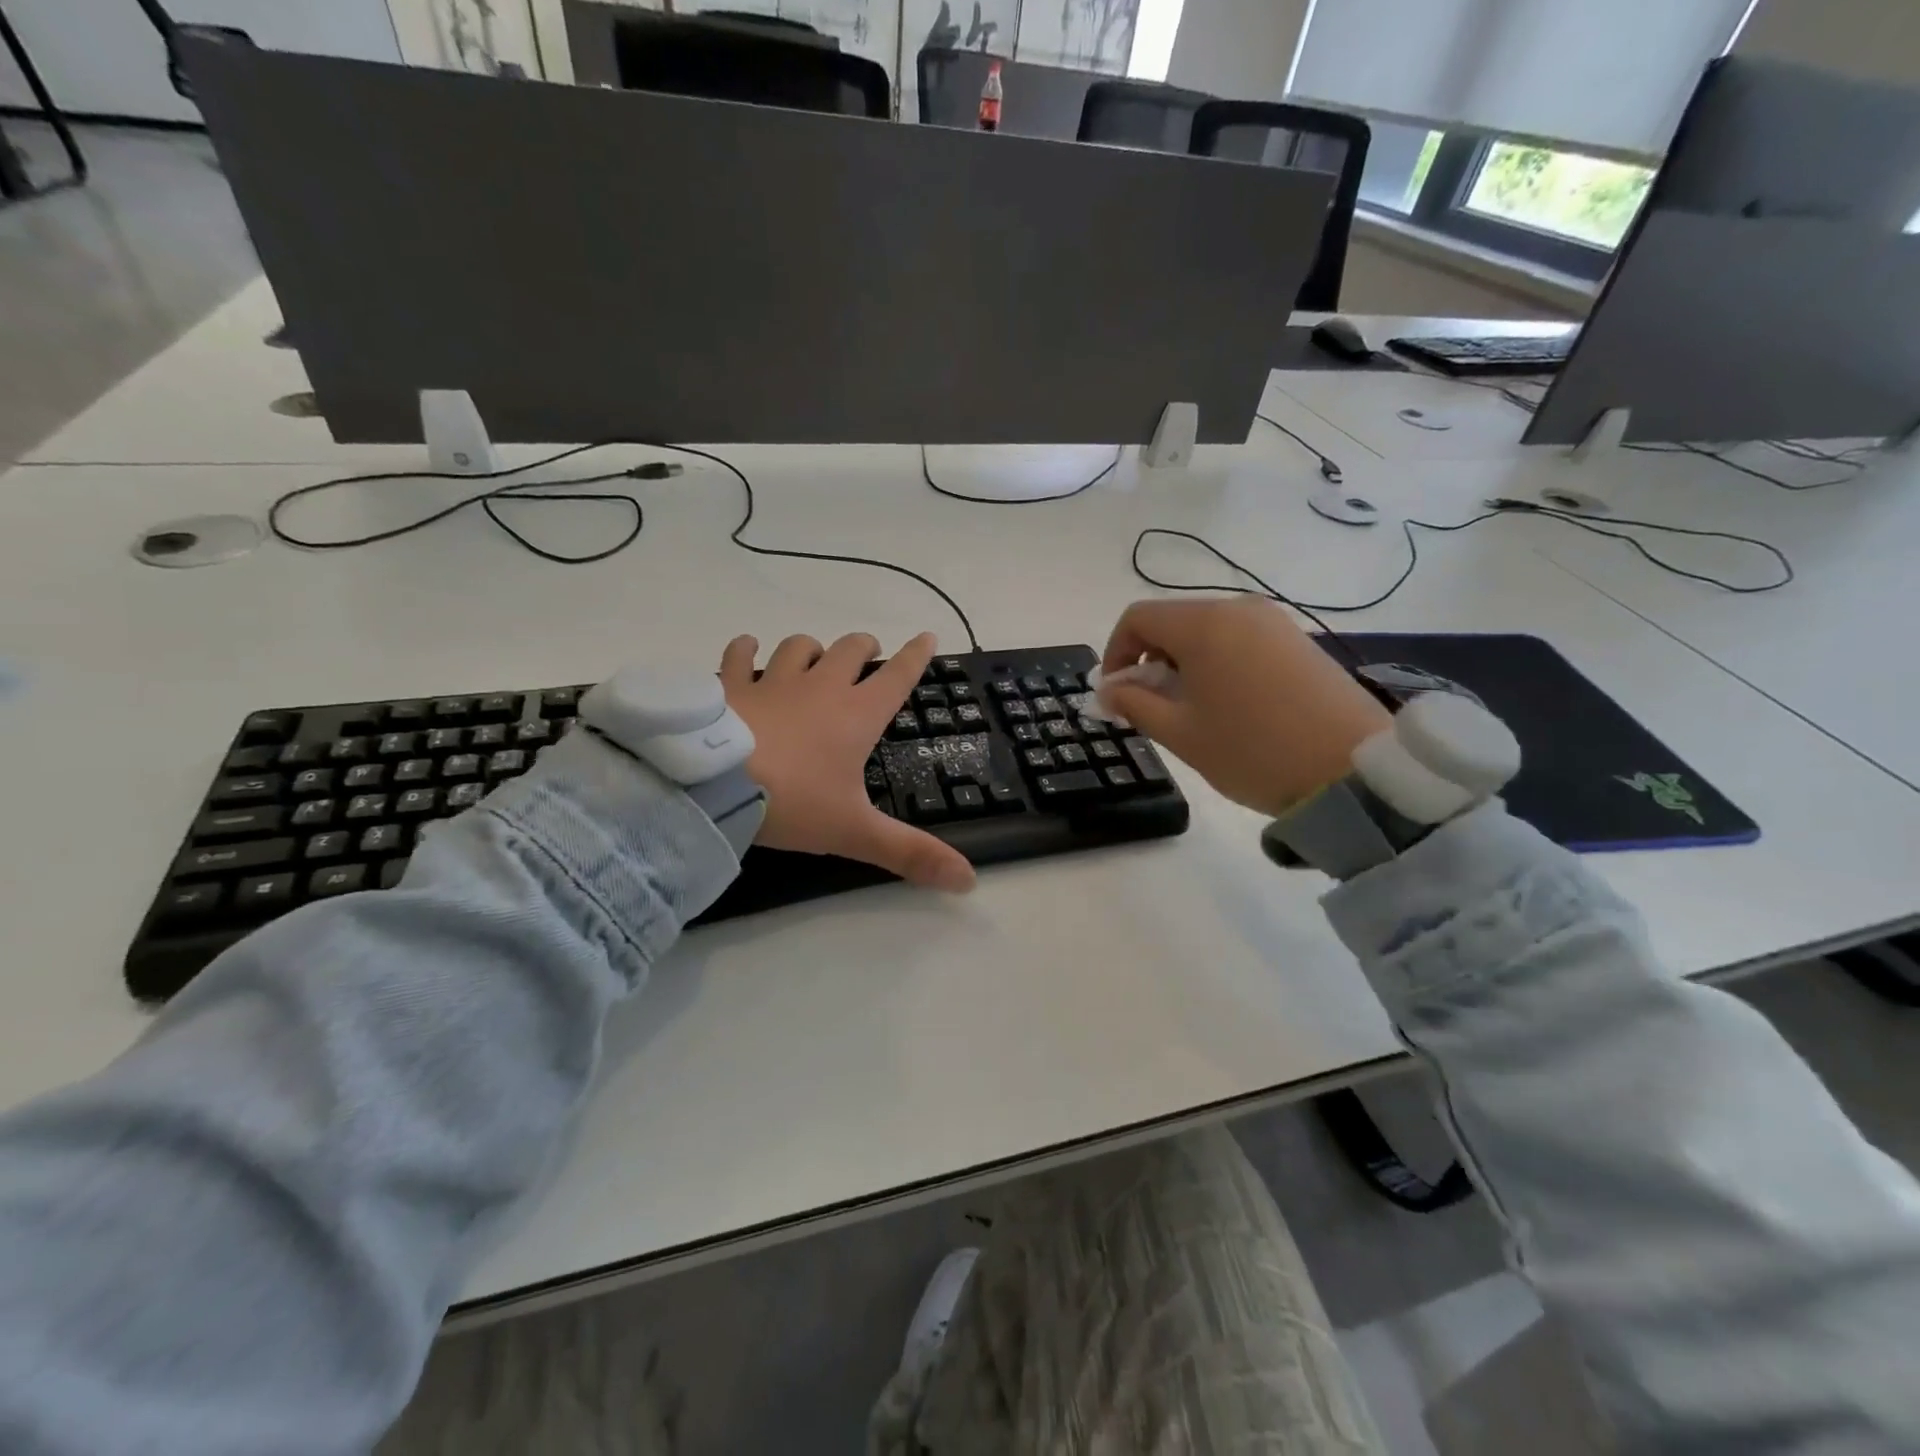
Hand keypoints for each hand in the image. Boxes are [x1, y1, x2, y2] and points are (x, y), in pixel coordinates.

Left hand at [719, 631, 976, 893]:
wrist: (712, 784)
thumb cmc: (792, 802)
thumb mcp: (854, 831)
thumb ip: (909, 853)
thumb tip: (969, 881)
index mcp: (856, 716)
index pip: (898, 677)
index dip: (916, 657)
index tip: (927, 636)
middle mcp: (820, 689)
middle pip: (850, 651)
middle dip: (864, 648)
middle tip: (869, 653)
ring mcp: (772, 683)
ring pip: (799, 648)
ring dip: (811, 649)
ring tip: (813, 656)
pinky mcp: (731, 687)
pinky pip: (738, 655)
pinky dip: (745, 649)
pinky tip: (746, 649)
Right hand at [1097, 597, 1391, 817]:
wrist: (1353, 770)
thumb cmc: (1253, 751)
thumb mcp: (1180, 734)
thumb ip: (1134, 704)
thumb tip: (1107, 690)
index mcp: (1203, 625)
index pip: (1137, 618)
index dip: (1115, 653)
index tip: (1115, 694)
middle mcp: (1237, 609)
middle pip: (1172, 621)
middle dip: (1149, 660)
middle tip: (1151, 708)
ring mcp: (1273, 622)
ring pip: (1206, 631)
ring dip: (1182, 663)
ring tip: (1191, 710)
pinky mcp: (1297, 640)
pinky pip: (1239, 639)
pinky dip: (1217, 663)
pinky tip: (1229, 704)